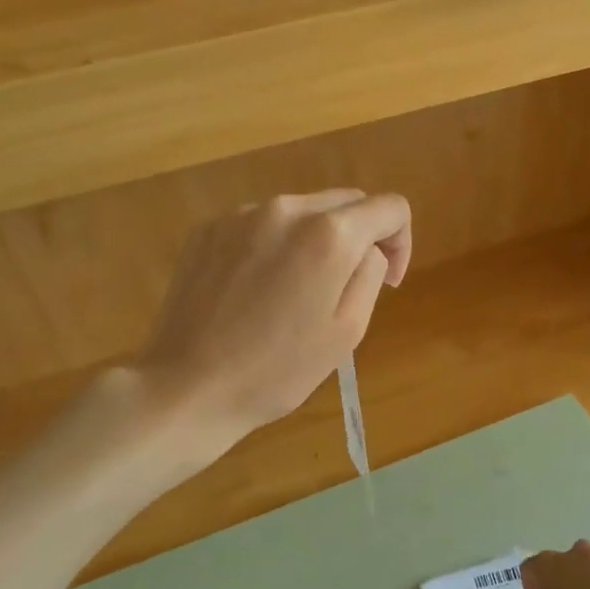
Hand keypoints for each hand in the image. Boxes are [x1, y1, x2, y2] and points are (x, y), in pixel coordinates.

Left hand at [134, 190, 411, 454]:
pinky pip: (260, 223)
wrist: (188, 387)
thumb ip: (370, 273)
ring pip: (301, 211)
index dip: (401, 242)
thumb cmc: (278, 371)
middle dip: (359, 236)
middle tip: (346, 286)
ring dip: (314, 239)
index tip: (388, 281)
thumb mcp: (347, 331)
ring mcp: (241, 214)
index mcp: (329, 234)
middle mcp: (286, 208)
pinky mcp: (208, 228)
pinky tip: (256, 289)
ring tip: (295, 291)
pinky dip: (273, 245)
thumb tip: (368, 249)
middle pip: (345, 202)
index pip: (390, 208)